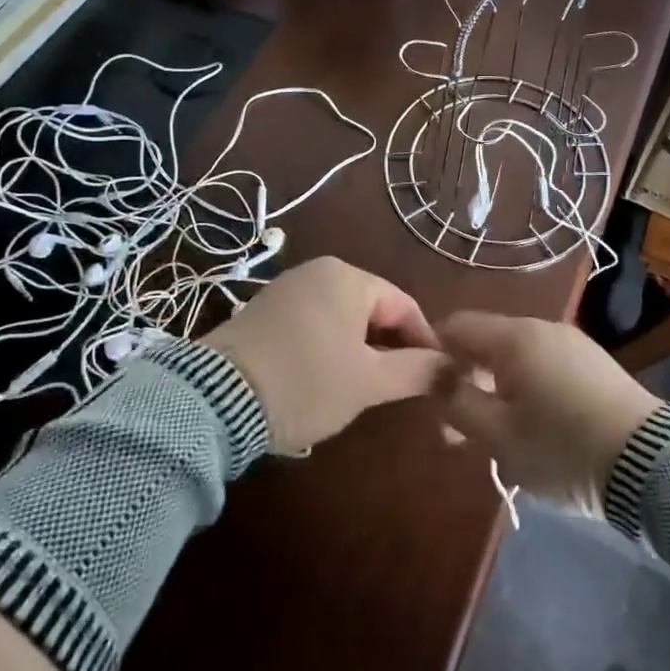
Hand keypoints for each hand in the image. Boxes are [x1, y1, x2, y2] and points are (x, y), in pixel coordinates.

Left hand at [202, 257, 445, 453]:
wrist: (216, 398)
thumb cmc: (307, 382)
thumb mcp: (368, 382)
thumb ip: (417, 371)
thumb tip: (453, 368)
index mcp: (347, 277)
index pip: (404, 305)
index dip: (426, 342)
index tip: (437, 378)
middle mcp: (317, 272)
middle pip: (373, 309)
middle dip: (391, 348)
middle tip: (401, 389)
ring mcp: (286, 290)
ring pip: (342, 320)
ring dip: (360, 352)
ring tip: (366, 390)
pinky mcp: (262, 312)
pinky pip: (313, 325)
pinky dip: (329, 349)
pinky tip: (326, 381)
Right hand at [434, 312, 662, 516]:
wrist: (650, 463)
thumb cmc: (561, 447)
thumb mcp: (498, 434)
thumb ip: (457, 402)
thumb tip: (433, 376)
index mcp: (514, 337)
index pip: (457, 325)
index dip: (433, 351)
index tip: (426, 390)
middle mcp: (542, 328)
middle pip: (487, 342)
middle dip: (465, 379)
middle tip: (457, 430)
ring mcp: (572, 344)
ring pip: (516, 358)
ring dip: (495, 389)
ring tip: (494, 437)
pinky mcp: (594, 365)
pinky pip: (544, 367)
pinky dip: (525, 389)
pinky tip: (531, 427)